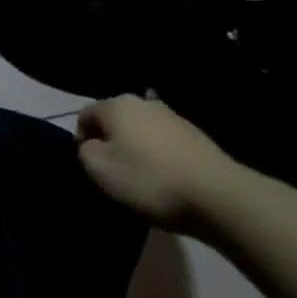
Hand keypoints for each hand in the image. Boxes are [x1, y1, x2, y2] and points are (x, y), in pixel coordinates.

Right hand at [76, 95, 247, 234]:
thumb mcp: (100, 169)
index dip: (81, 140)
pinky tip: (164, 181)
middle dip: (109, 144)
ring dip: (134, 151)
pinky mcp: (194, 135)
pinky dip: (157, 159)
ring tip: (140, 181)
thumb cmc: (148, 179)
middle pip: (114, 121)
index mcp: (118, 105)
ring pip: (139, 132)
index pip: (85, 115)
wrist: (215, 194)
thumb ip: (85, 151)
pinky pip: (162, 144)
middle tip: (112, 175)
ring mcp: (173, 117)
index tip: (90, 168)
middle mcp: (145, 102)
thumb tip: (91, 145)